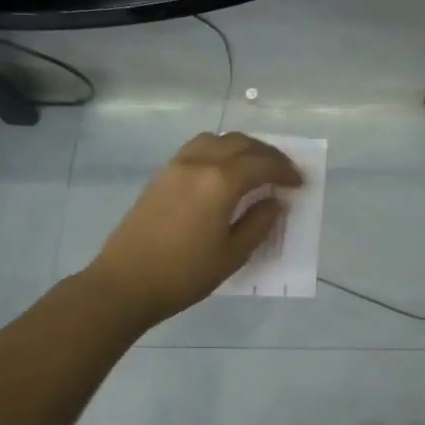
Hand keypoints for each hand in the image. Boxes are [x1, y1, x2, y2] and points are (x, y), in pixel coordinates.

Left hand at [88, 132, 303, 329]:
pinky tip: (225, 172)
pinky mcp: (162, 175)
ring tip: (256, 167)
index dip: (285, 171)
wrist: (125, 283)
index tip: (300, 184)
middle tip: (284, 172)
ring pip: (217, 140)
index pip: (262, 165)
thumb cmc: (185, 274)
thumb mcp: (233, 255)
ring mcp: (177, 166)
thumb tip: (275, 202)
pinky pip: (198, 148)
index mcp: (221, 182)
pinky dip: (220, 151)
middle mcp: (200, 163)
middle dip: (268, 155)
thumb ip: (259, 224)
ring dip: (242, 148)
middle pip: (241, 144)